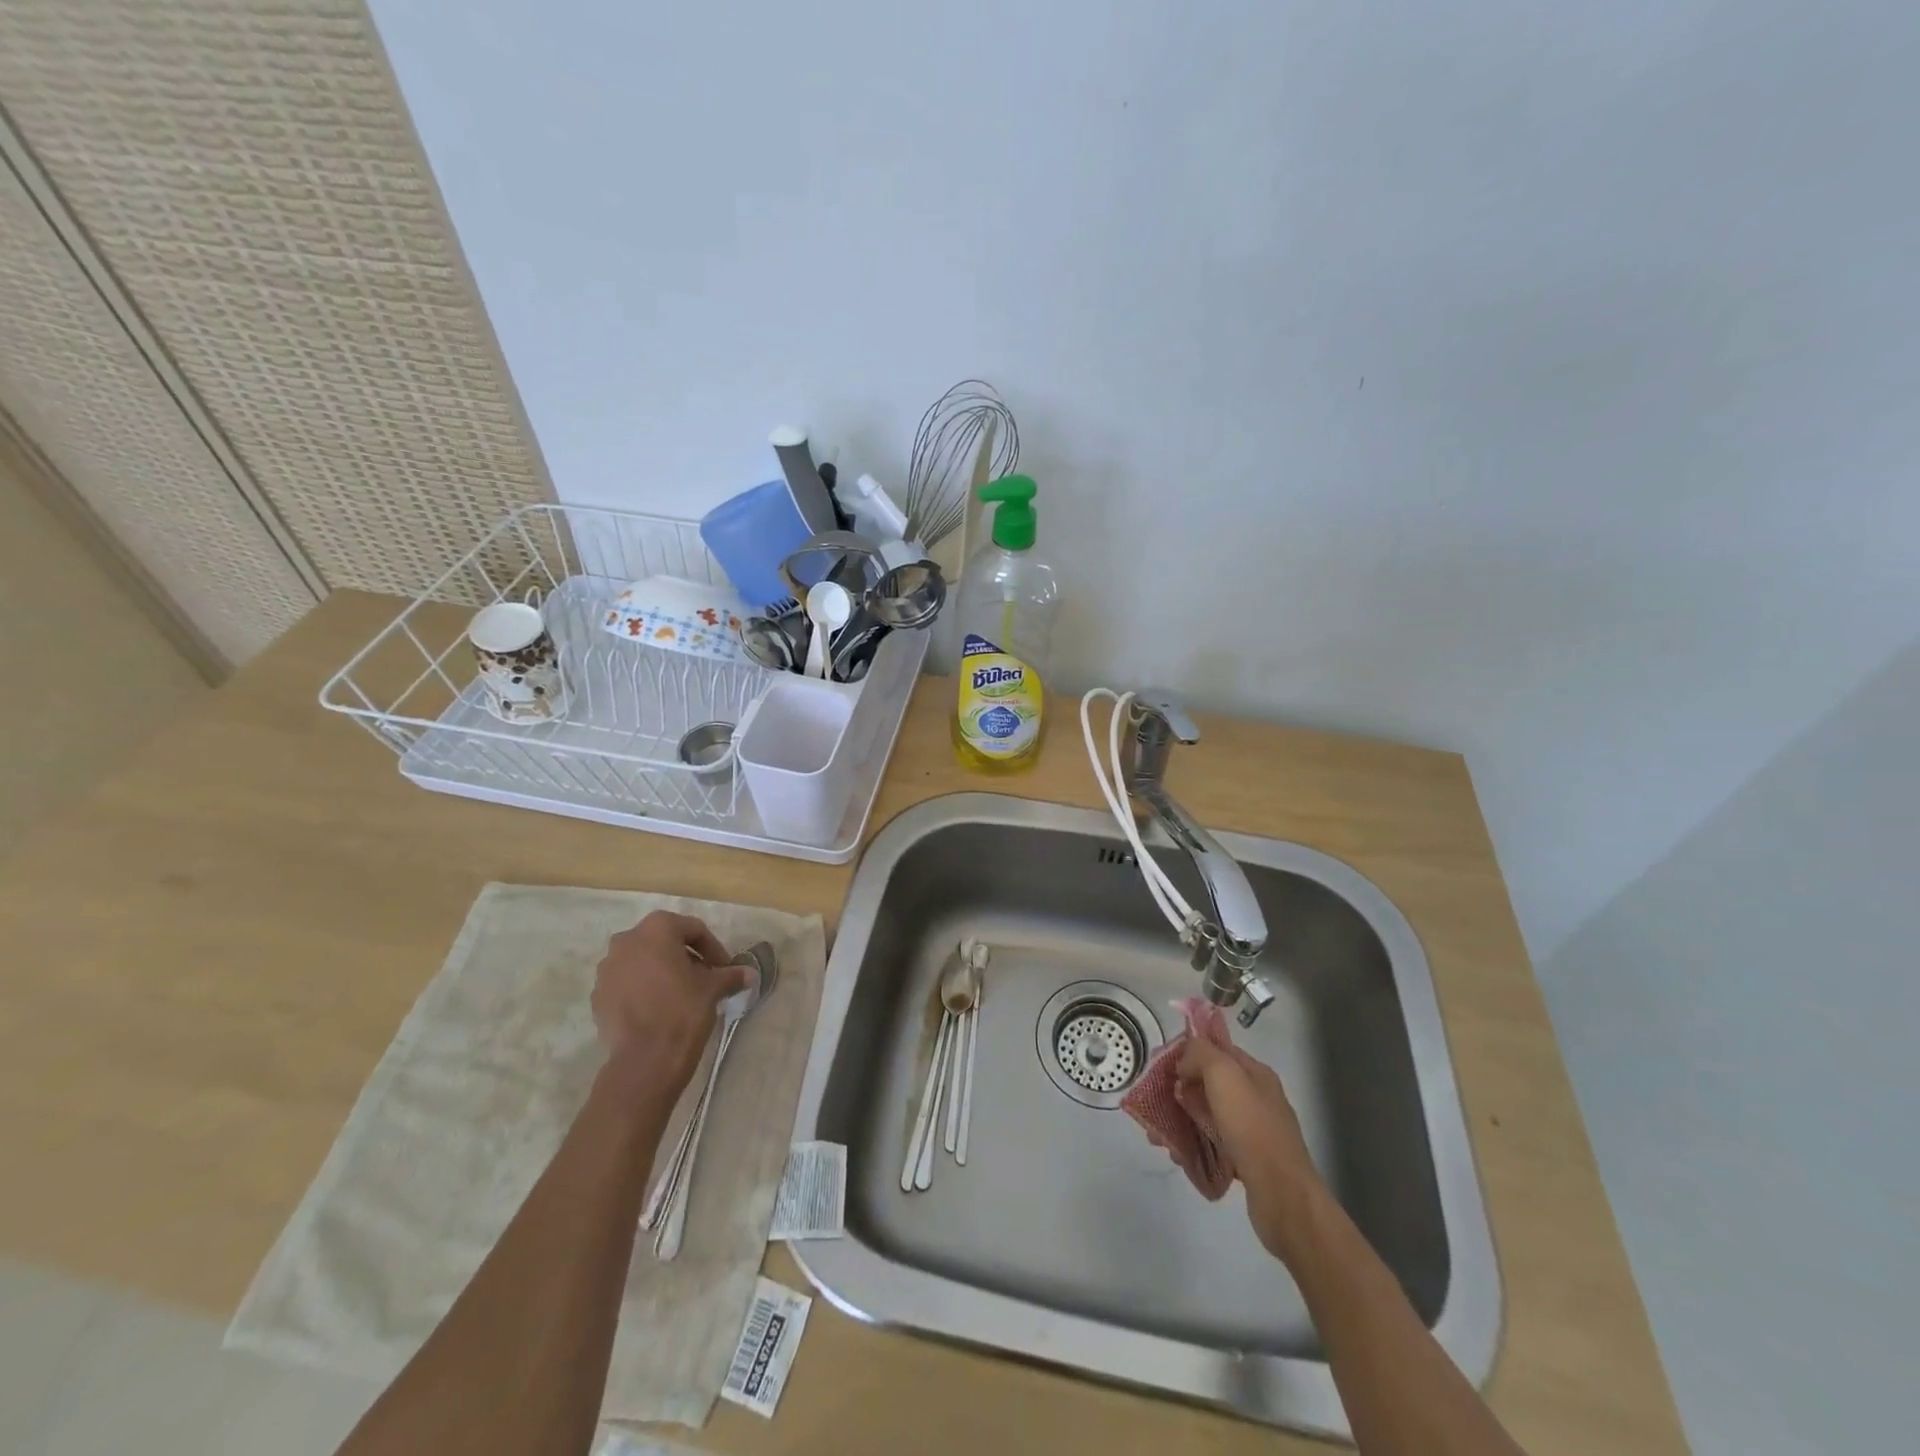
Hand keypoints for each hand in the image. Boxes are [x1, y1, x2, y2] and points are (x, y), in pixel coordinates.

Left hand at [591, 911, 749, 1094]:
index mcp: (656, 928)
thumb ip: (731, 975)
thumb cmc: (683, 1010)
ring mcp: (607, 969)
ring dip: (662, 972)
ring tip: (680, 995)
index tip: (725, 969)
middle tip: (704, 978)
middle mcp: (626, 940)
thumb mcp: (713, 988)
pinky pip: (626, 984)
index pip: (693, 929)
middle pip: (664, 942)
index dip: (713, 949)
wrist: (645, 1059)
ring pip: (642, 962)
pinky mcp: (597, 996)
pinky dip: (643, 989)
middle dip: (685, 957)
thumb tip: (749, 974)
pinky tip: (658, 1010)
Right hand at [1175, 1038, 1322, 1259]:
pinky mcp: (1247, 1161)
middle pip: (1209, 1084)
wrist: (1282, 1196)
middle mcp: (1256, 1098)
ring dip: (1181, 1121)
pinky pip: (1212, 1144)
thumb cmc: (1252, 1128)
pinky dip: (1193, 1146)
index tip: (1162, 1066)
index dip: (1189, 1053)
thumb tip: (1184, 1062)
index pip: (1217, 1050)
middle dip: (1179, 1091)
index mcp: (1256, 1074)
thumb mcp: (1224, 1075)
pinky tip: (1178, 1156)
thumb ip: (1201, 1054)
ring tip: (1159, 1137)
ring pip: (1207, 1116)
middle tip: (1155, 1104)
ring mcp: (1253, 1131)